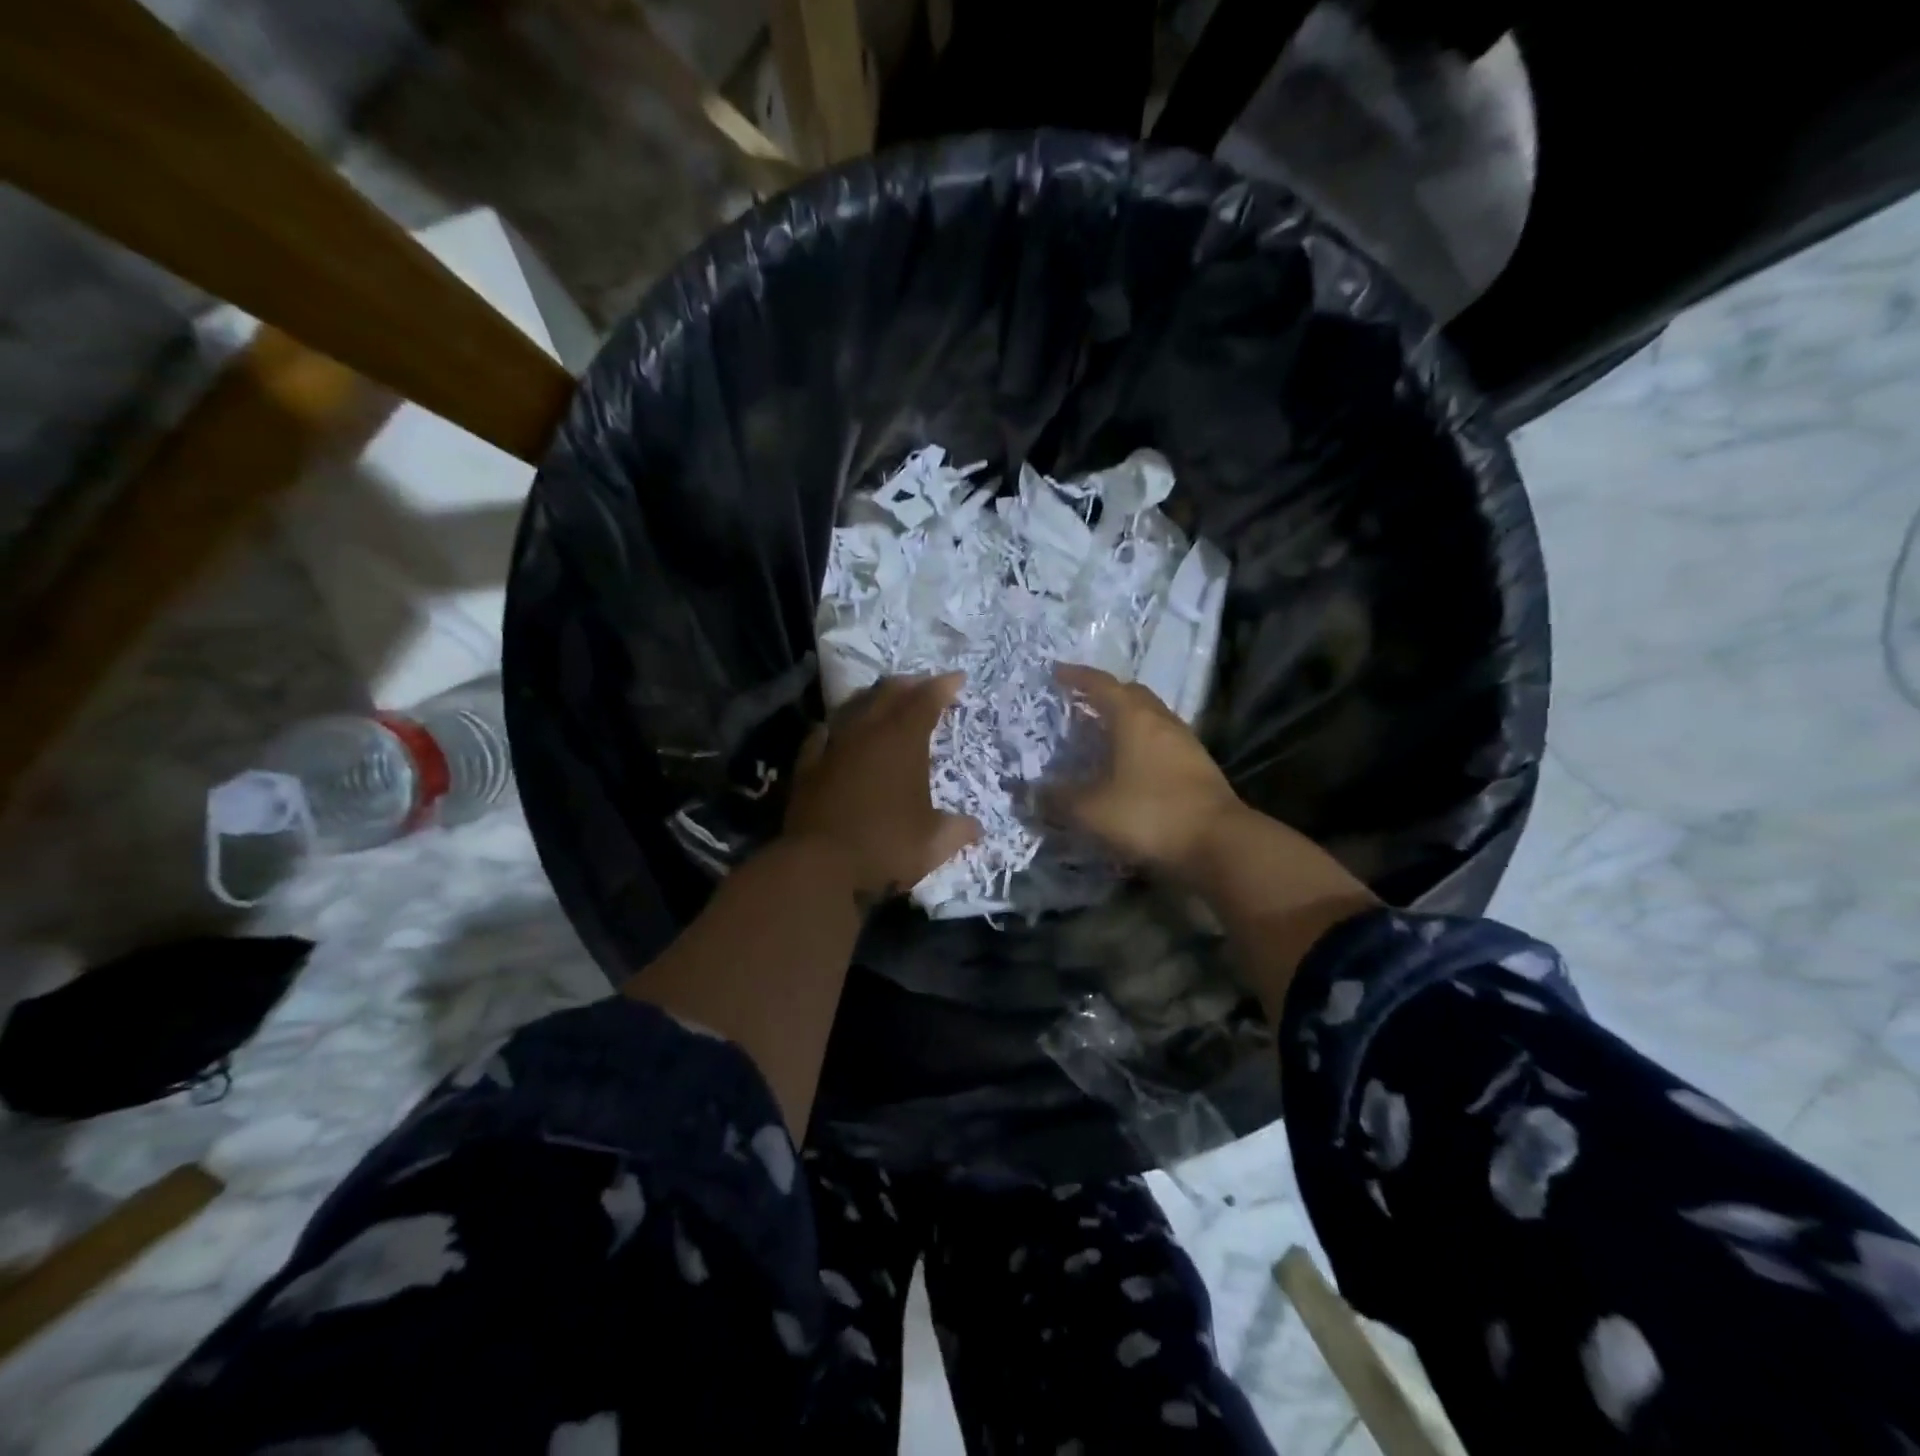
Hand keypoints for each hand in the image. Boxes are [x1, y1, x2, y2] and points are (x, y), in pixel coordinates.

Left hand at [783, 674, 981, 903]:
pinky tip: (839, 731)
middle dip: (910, 684)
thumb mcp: (933, 844)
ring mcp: (833, 745)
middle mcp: (867, 732)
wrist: (818, 865)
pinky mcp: (807, 764)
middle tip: (923, 684)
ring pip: (855, 705)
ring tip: (885, 700)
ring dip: (874, 698)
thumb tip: (976, 828)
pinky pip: (824, 732)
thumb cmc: (884, 846)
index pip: (926, 699)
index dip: (944, 686)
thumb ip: (958, 830)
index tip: (958, 678)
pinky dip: (838, 726)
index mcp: (903, 741)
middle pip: (889, 692)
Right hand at [1048, 664, 1246, 877]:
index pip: (1101, 685)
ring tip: (1102, 734)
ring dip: (1126, 719)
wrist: (1218, 844)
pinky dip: (1141, 742)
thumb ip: (1056, 799)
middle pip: (1131, 694)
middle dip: (1105, 694)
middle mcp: (1161, 721)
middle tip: (1081, 703)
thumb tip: (1029, 794)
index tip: (1057, 673)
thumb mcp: (1090, 810)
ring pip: (1150, 717)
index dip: (1077, 677)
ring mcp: (1185, 742)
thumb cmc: (1148, 814)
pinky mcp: (1198, 766)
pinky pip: (1162, 740)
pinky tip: (1130, 765)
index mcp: (1133, 718)